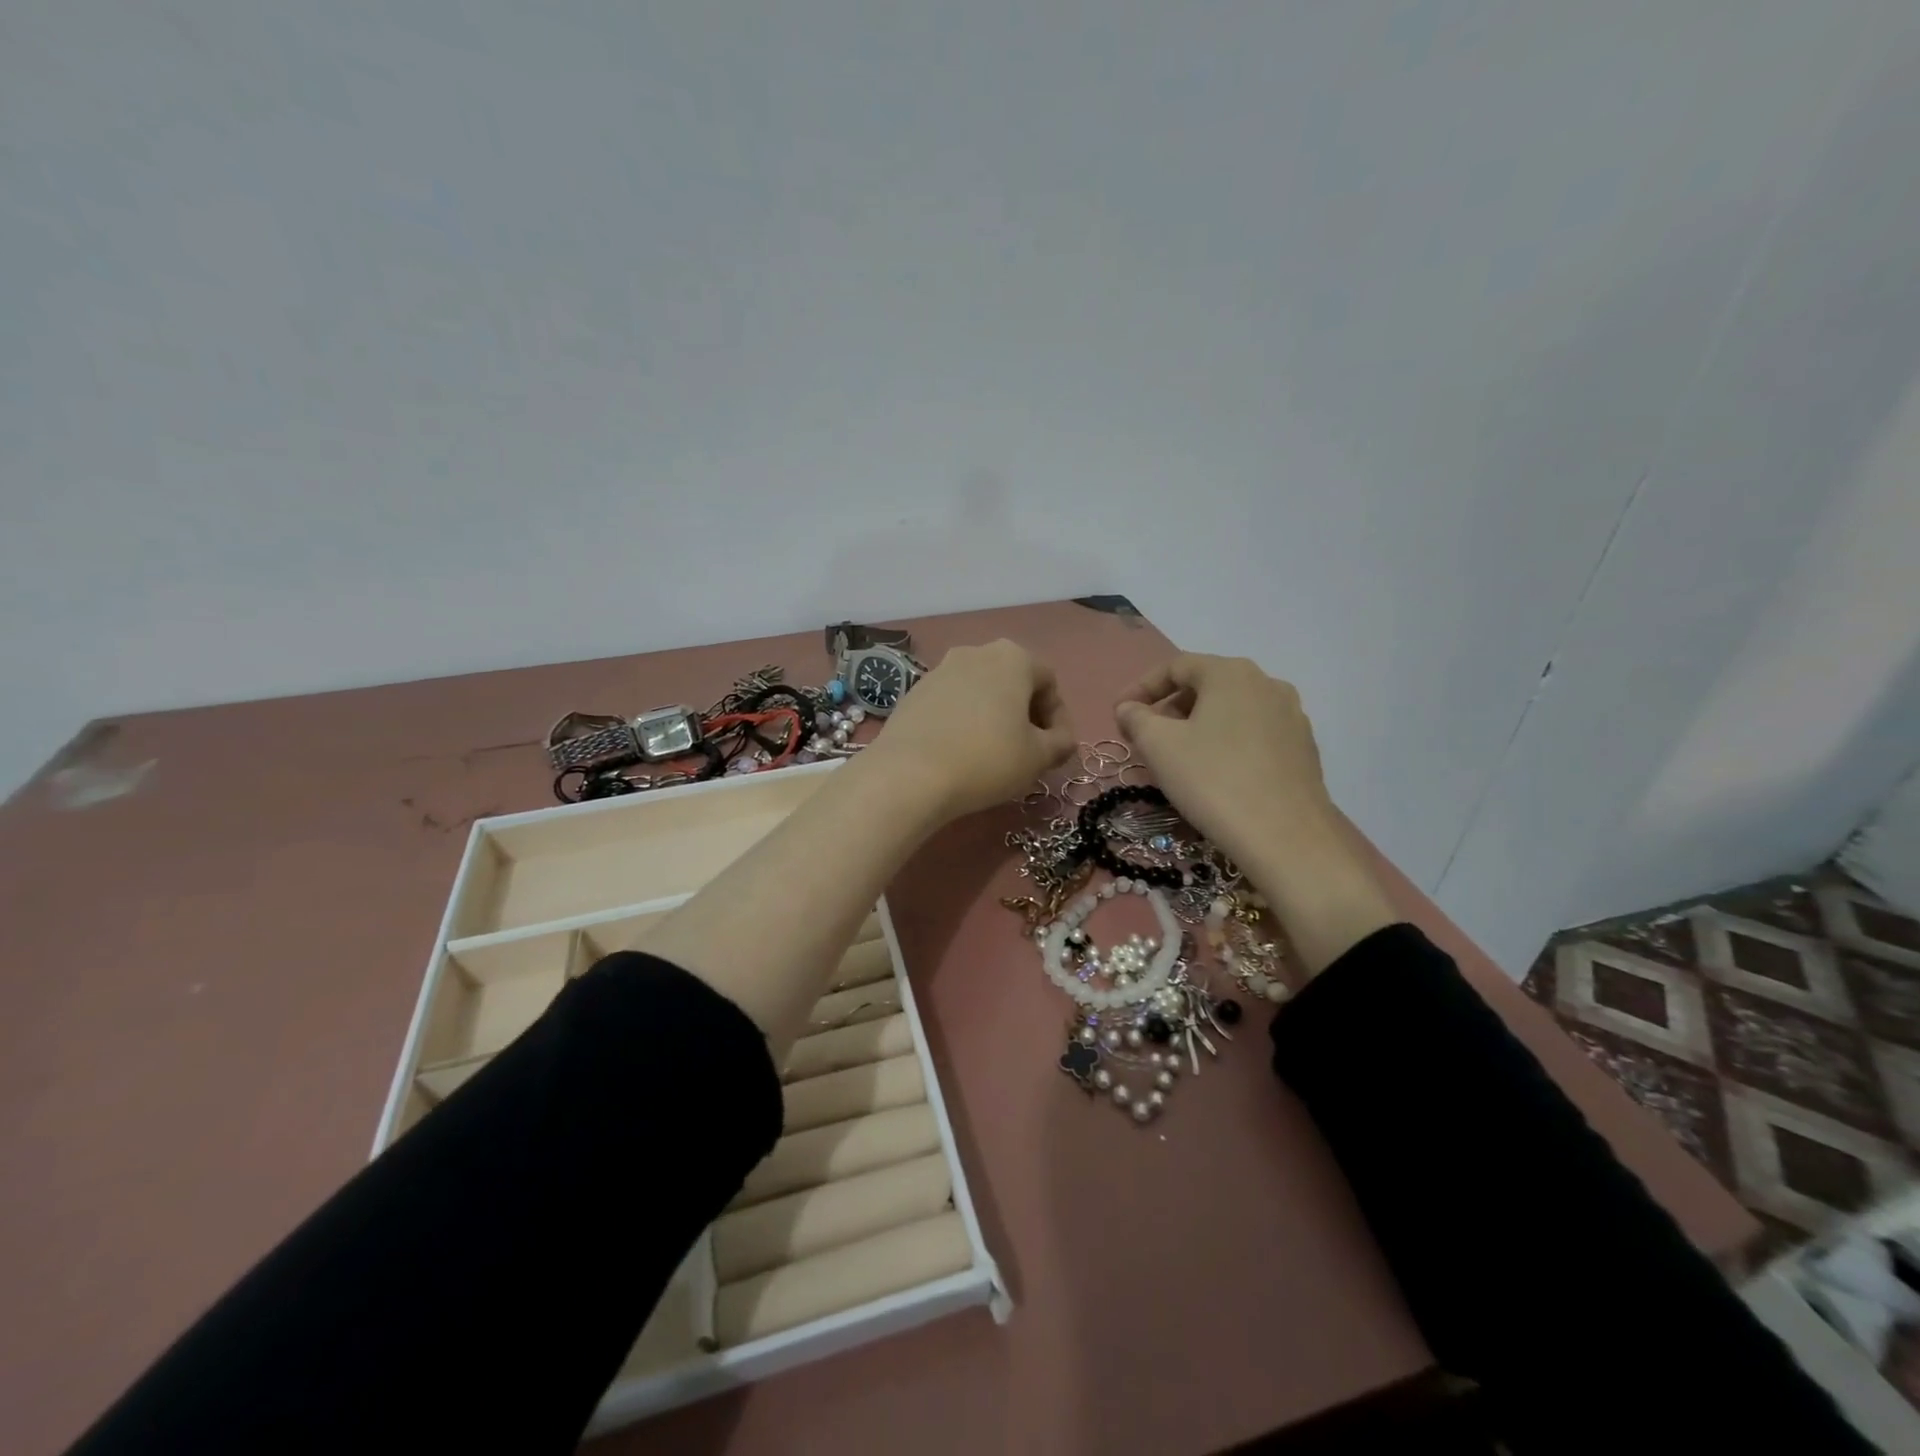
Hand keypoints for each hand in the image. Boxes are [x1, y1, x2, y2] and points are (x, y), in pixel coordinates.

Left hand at [866, 640, 1075, 821]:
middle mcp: (975, 653)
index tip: (1056, 749)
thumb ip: (1060, 743)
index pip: (1049, 682)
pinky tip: (960, 753)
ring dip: (993, 717)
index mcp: (1012, 658)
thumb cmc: (987, 759)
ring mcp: (939, 670)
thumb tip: (1062, 739)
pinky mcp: (913, 693)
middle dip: (1025, 715)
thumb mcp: (1038, 757)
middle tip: (1028, 751)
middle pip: (1012, 682)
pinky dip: (962, 722)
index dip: (1058, 718)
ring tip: (994, 754)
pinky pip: (950, 704)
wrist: (909, 774)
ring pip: (980, 692)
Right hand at [1116, 655, 1332, 863]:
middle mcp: (1267, 683)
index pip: (1176, 666)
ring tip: (1176, 758)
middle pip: (1206, 685)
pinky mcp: (1303, 748)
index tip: (1118, 714)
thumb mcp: (1158, 746)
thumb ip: (1136, 718)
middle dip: (1169, 708)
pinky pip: (1253, 734)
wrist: (1285, 837)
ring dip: (1197, 726)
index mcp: (1231, 673)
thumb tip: (1129, 708)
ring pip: (1231, 711)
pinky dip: (1226, 743)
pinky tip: (1214, 774)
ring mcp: (1291, 716)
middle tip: (1145, 738)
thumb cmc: (1212, 780)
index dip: (1140, 687)